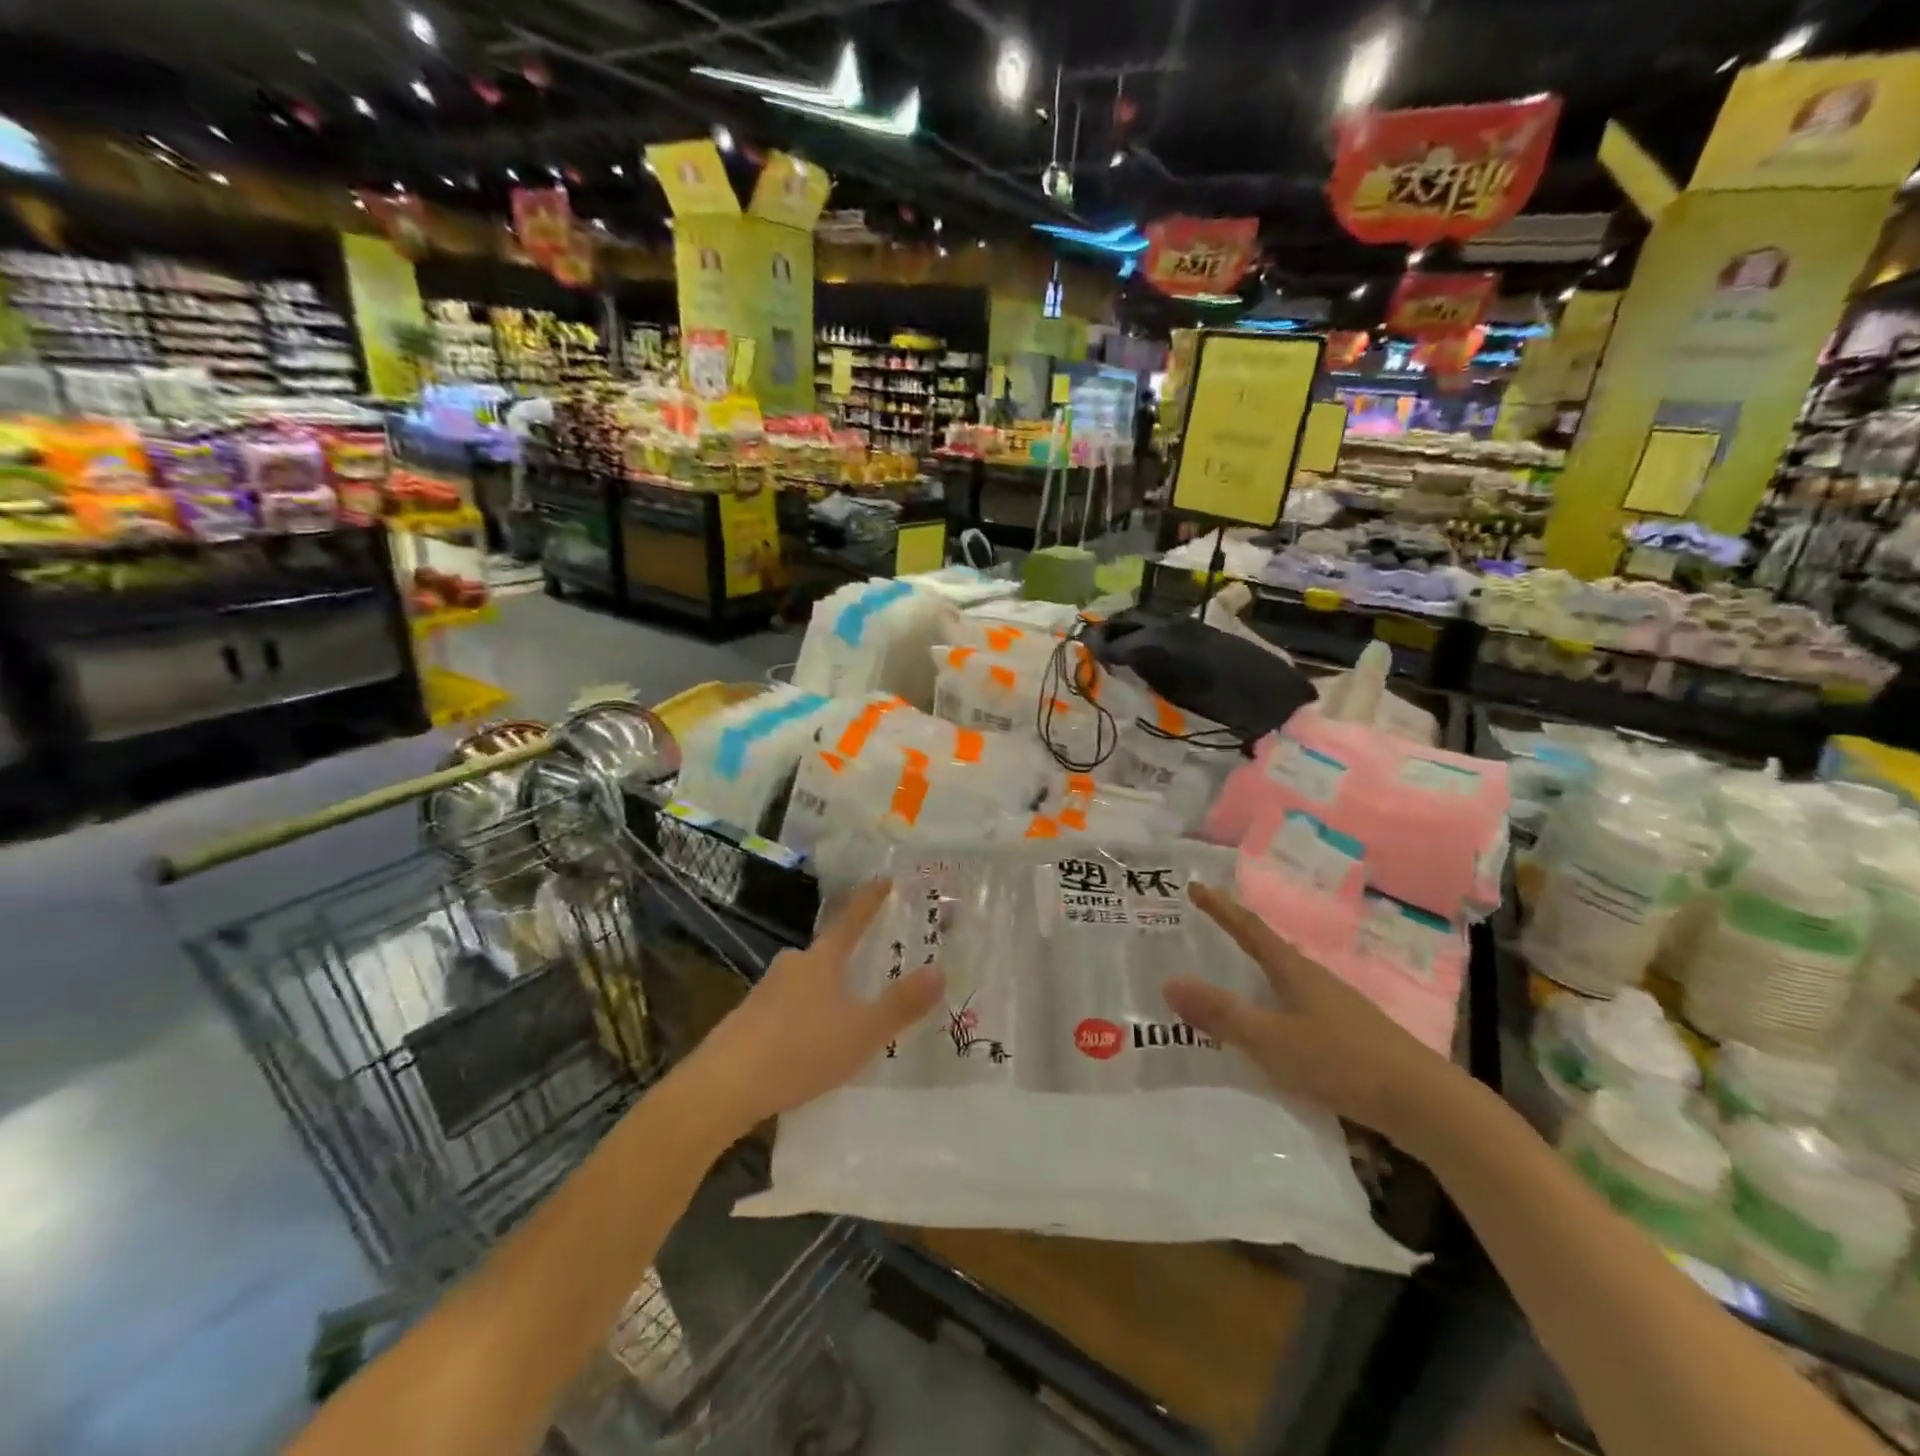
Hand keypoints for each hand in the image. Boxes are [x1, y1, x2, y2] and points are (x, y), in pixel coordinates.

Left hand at [688, 881, 943, 1135]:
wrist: (723, 1087)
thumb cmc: (801, 1050)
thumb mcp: (862, 1032)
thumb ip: (901, 1004)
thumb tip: (940, 971)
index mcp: (821, 961)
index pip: (851, 919)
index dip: (870, 900)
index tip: (885, 879)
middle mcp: (792, 966)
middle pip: (825, 953)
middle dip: (848, 958)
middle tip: (871, 969)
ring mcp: (765, 992)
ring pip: (805, 983)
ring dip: (825, 993)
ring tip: (845, 1017)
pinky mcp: (747, 1020)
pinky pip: (787, 1009)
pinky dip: (804, 1018)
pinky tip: (809, 1045)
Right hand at [1163, 883, 1461, 1152]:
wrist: (1425, 1104)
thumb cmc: (1343, 1062)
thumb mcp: (1273, 1040)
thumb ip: (1223, 1015)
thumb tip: (1169, 983)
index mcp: (1295, 971)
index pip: (1250, 929)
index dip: (1221, 909)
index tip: (1195, 887)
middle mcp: (1315, 980)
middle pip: (1268, 950)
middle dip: (1236, 938)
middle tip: (1204, 930)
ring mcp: (1336, 1007)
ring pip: (1285, 982)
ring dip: (1255, 976)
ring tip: (1229, 979)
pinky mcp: (1349, 1036)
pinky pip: (1297, 1009)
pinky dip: (1273, 1007)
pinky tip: (1270, 1029)